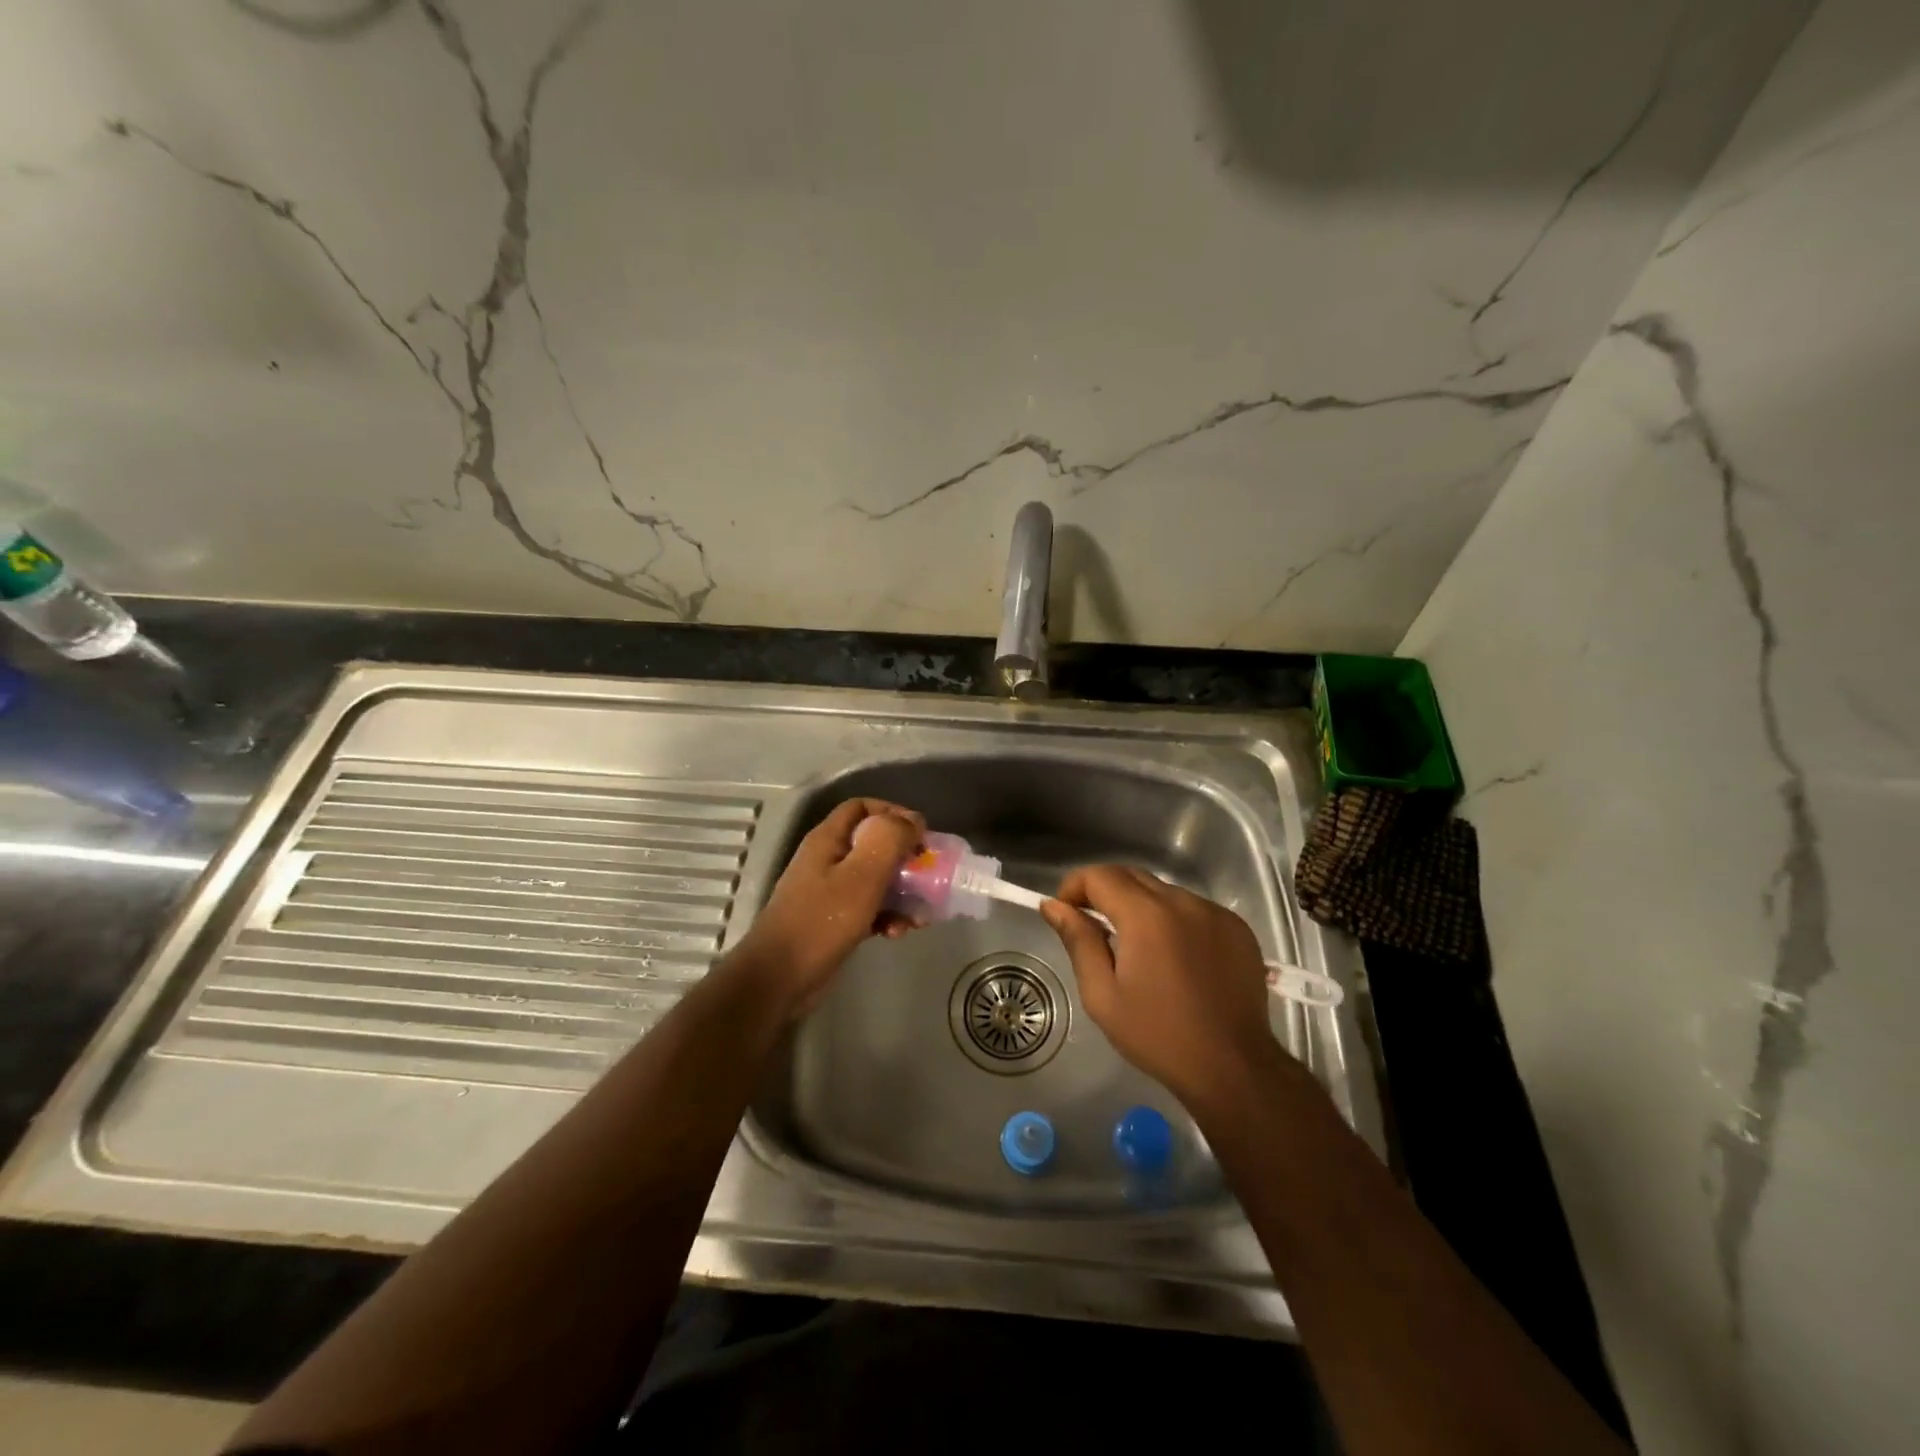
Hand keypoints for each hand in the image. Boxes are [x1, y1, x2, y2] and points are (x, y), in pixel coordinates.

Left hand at [732, 798, 923, 1020]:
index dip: (893, 813)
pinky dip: (887, 916)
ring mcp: (829, 891)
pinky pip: (868, 907)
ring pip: (875, 878)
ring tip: (919, 914)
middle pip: (873, 844)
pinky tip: (897, 933)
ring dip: (901, 892)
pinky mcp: (833, 920)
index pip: (862, 807)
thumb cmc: (821, 922)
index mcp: (828, 839)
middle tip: (927, 875)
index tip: (920, 834)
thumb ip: (888, 840)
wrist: (779, 979)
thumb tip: (912, 820)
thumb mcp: (861, 875)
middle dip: (904, 858)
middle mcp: (827, 859)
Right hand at [1040, 866, 1283, 1112]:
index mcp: (1146, 915)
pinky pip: (1194, 909)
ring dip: (1142, 907)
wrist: (1233, 1068)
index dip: (1075, 886)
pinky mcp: (1237, 928)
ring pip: (1164, 892)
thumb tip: (1053, 905)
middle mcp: (1182, 902)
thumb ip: (1078, 941)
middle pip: (1132, 876)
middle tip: (1095, 929)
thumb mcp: (1103, 995)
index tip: (1066, 913)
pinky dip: (1175, 920)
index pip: (1100, 875)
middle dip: (1105, 892)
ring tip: (1139, 949)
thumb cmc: (1158, 1035)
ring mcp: (1215, 912)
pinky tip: (1176, 957)